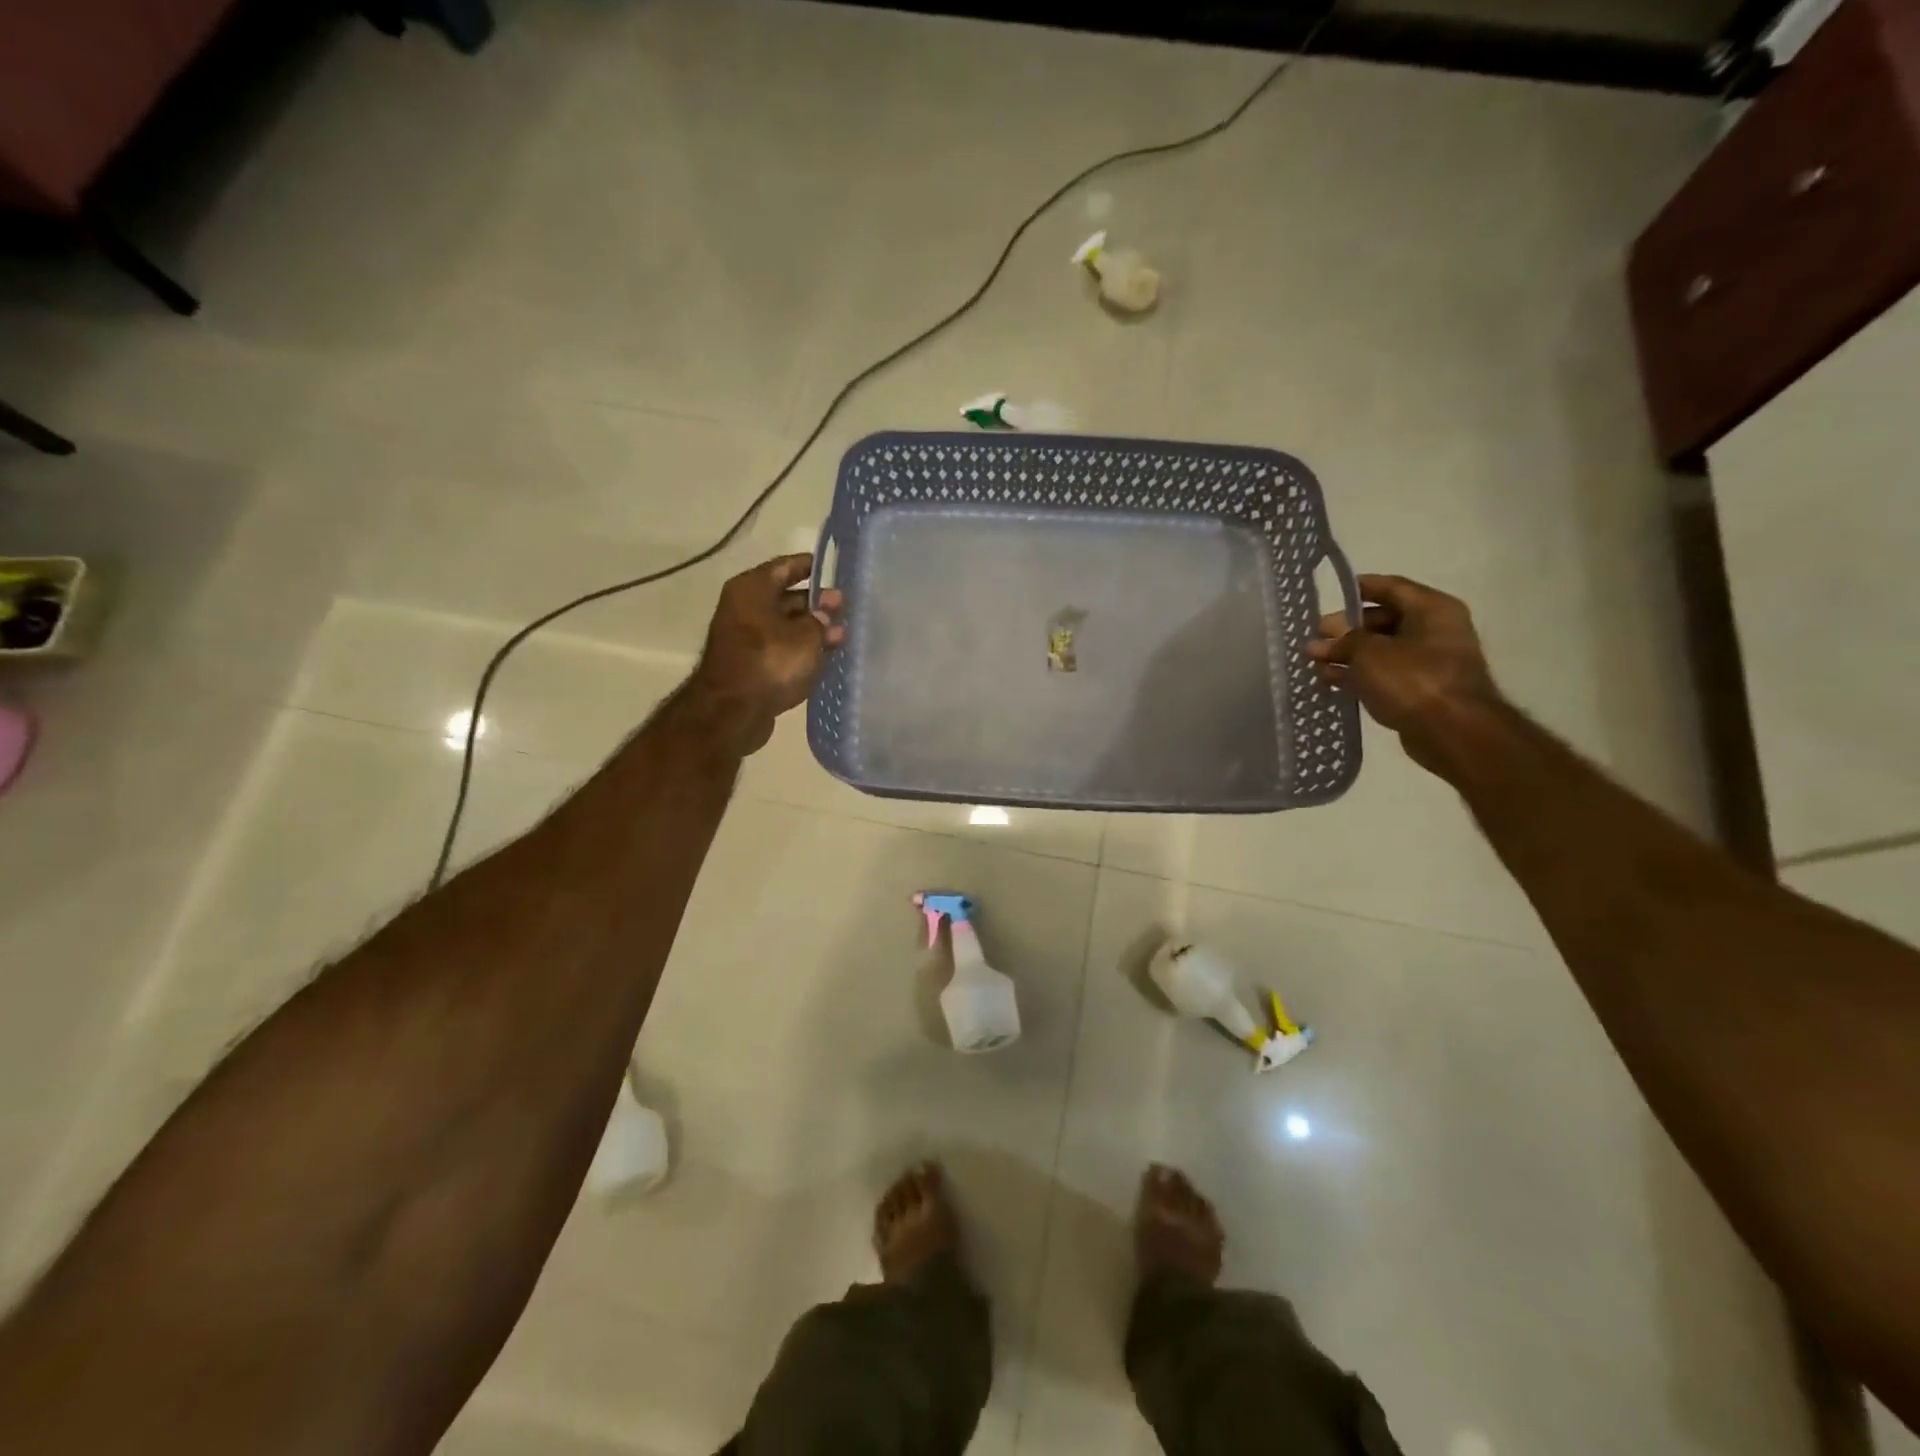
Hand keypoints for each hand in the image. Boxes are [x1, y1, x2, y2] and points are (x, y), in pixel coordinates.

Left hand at [689, 554, 844, 754]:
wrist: (733, 711)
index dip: (810, 566)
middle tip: (845, 608)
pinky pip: (781, 649)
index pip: (785, 567)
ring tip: (841, 636)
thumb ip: (820, 621)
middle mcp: (745, 608)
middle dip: (816, 603)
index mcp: (752, 589)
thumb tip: (824, 614)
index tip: (834, 569)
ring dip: (812, 630)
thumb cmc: (769, 661)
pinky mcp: (752, 665)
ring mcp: (746, 639)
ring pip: (785, 626)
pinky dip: (801, 651)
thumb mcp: (805, 636)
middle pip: (785, 598)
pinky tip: (824, 657)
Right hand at [1306, 574, 1500, 766]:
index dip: (1359, 589)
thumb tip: (1318, 643)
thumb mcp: (1369, 653)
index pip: (1390, 587)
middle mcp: (1434, 630)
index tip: (1329, 594)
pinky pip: (1384, 674)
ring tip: (1314, 663)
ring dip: (1348, 655)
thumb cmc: (1413, 679)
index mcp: (1431, 609)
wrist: (1453, 732)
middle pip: (1382, 621)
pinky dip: (1359, 676)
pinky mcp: (1420, 690)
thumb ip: (1342, 642)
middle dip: (1345, 630)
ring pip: (1380, 650)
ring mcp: (1428, 662)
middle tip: (1315, 639)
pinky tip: (1330, 681)